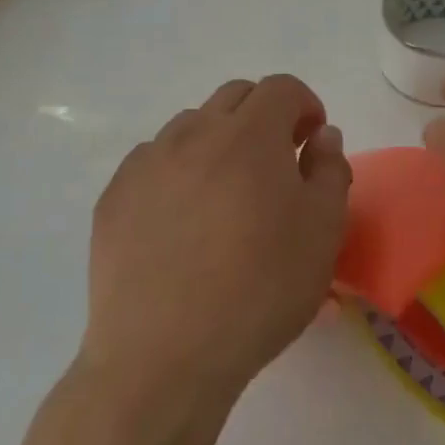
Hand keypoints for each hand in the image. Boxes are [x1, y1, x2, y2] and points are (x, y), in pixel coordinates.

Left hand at [79, 75, 351, 414]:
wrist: (165, 356)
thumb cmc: (260, 290)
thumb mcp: (323, 231)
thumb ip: (330, 170)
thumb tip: (321, 136)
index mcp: (250, 135)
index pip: (282, 88)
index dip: (305, 105)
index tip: (312, 140)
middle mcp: (194, 133)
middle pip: (235, 96)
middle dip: (264, 116)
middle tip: (276, 163)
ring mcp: (147, 163)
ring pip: (191, 126)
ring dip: (219, 141)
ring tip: (226, 194)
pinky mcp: (114, 197)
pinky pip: (153, 161)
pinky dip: (177, 171)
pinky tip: (182, 220)